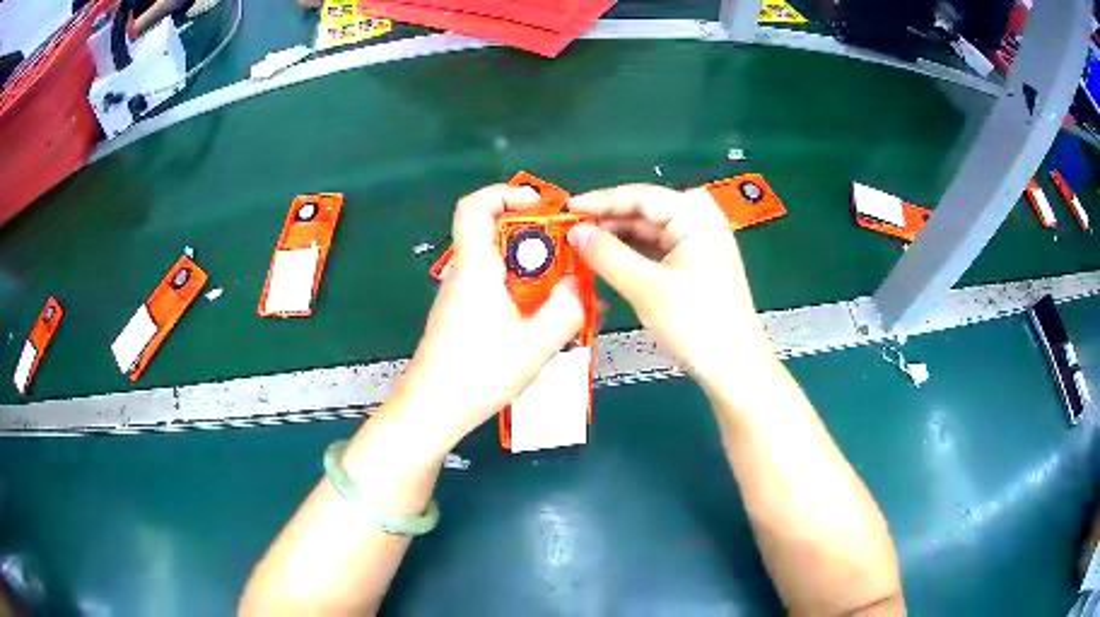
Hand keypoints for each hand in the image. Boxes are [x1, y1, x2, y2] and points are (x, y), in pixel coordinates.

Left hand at [389, 185, 585, 448]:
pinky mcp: (462, 320)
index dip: (506, 193)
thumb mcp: (536, 342)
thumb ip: (567, 308)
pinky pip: (497, 293)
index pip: (475, 206)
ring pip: (501, 267)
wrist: (432, 411)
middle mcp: (465, 275)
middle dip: (539, 240)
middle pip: (497, 235)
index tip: (542, 206)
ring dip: (536, 274)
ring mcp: (461, 299)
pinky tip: (546, 325)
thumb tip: (581, 286)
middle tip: (572, 258)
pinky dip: (524, 297)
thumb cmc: (478, 372)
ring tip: (570, 296)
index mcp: (476, 267)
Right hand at [567, 184, 777, 387]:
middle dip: (608, 222)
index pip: (641, 196)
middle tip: (570, 233)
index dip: (601, 201)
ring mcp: (699, 245)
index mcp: (695, 216)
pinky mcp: (696, 266)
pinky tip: (609, 263)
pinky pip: (658, 250)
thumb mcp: (646, 288)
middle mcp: (699, 222)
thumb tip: (575, 232)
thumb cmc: (696, 323)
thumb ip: (607, 255)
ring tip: (583, 248)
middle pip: (646, 212)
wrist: (735, 367)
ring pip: (650, 232)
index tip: (567, 209)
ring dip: (618, 240)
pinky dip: (633, 255)